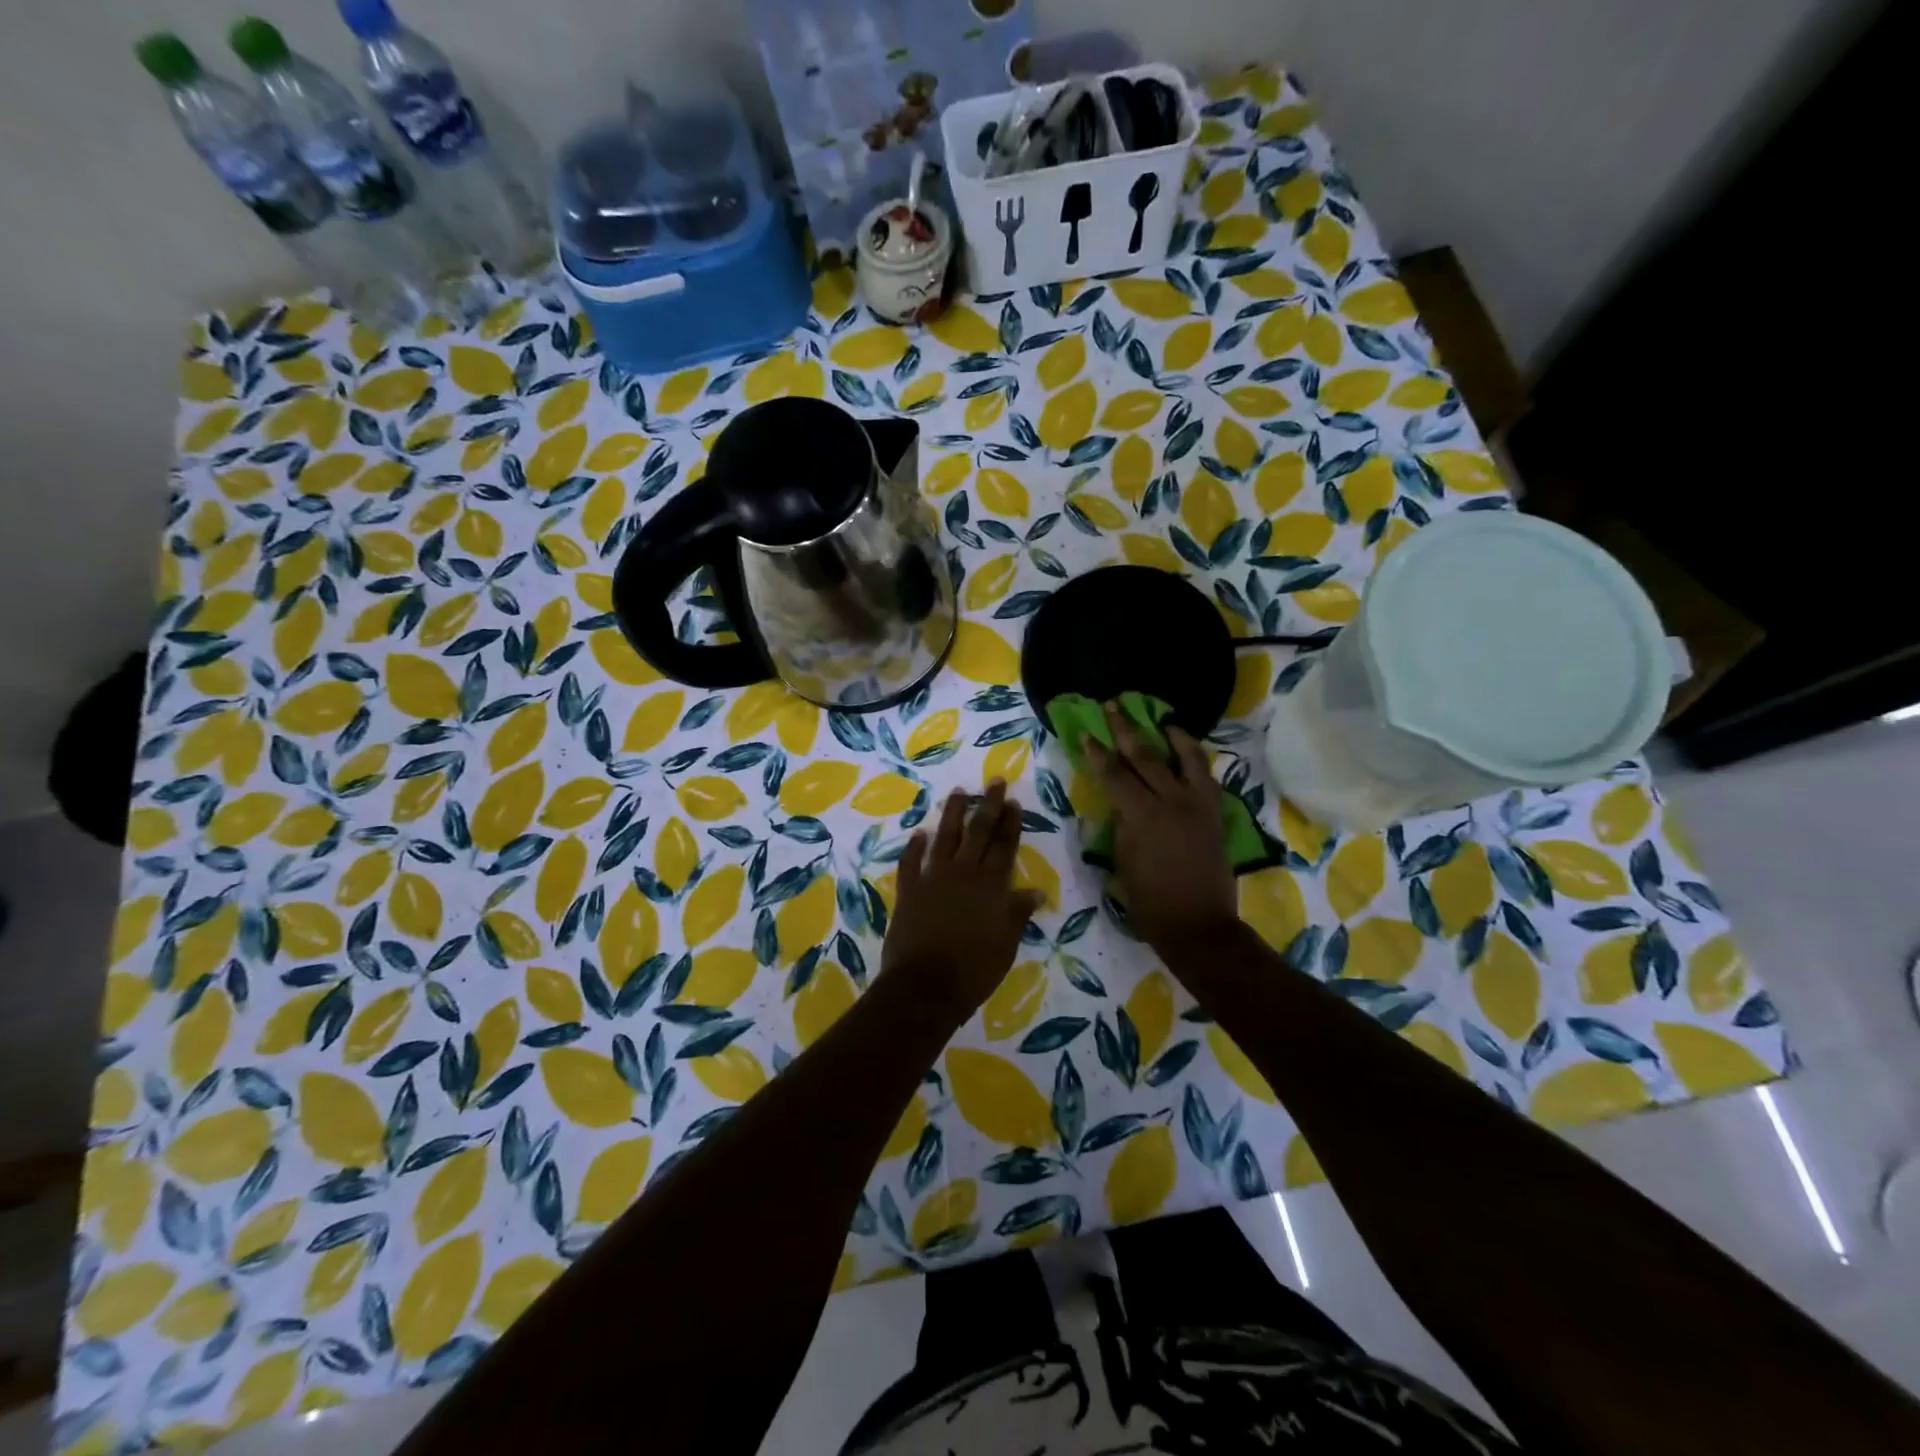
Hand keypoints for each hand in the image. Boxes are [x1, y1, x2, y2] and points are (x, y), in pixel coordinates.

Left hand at [884, 781, 1044, 1019]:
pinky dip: (914, 847)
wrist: (925, 986)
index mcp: (991, 886)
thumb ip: (1018, 914)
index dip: (1010, 823)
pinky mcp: (909, 890)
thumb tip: (1035, 891)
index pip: (1005, 847)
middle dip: (987, 806)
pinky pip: (911, 862)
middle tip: (994, 782)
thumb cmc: (974, 970)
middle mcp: (964, 873)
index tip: (1013, 801)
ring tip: (958, 792)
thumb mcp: (1006, 944)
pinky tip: (918, 833)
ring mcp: (933, 879)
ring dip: (952, 814)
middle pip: (978, 833)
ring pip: (945, 838)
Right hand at [1085, 702, 1236, 954]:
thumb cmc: (1149, 902)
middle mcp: (1172, 802)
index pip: (1114, 775)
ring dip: (1171, 736)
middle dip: (1126, 730)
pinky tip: (1188, 753)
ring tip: (1162, 719)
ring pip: (1186, 759)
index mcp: (1142, 816)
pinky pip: (1206, 778)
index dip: (1097, 753)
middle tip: (1113, 706)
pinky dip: (1196, 760)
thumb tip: (1123, 805)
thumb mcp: (1123, 861)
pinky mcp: (1215, 814)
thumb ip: (1122, 826)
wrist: (1198, 925)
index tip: (1085, 733)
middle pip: (1146, 757)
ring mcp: (1198, 806)